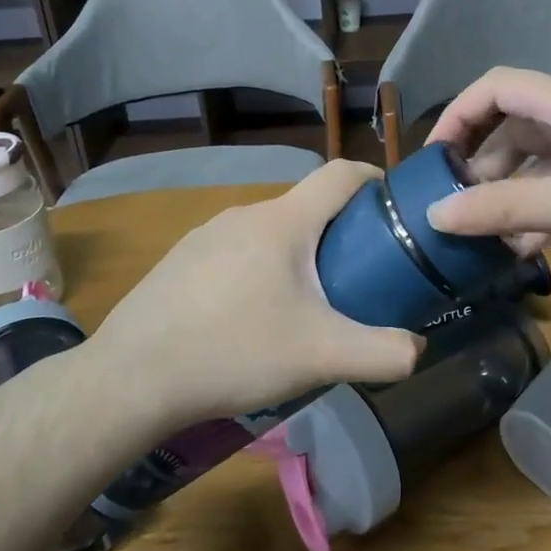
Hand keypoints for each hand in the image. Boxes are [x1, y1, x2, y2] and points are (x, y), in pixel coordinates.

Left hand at [91, 161, 423, 425]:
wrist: (132, 377)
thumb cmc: (234, 350)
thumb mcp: (321, 356)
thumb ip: (383, 353)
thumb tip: (418, 348)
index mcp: (282, 221)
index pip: (341, 173)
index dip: (375, 180)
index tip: (396, 210)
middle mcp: (244, 214)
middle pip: (307, 207)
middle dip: (340, 232)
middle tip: (359, 275)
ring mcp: (206, 234)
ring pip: (270, 232)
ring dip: (298, 254)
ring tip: (306, 303)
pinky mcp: (180, 260)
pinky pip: (236, 252)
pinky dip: (259, 270)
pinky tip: (251, 317)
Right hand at [424, 68, 550, 248]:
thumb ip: (510, 209)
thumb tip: (436, 214)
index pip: (493, 88)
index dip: (456, 116)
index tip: (434, 161)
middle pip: (513, 126)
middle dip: (481, 167)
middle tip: (461, 213)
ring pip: (543, 160)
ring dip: (514, 194)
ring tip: (492, 240)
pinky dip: (548, 207)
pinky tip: (538, 245)